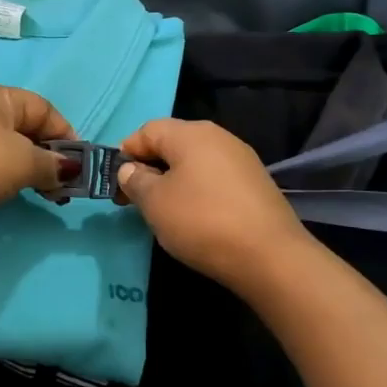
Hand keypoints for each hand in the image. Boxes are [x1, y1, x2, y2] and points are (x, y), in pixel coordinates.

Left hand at [0, 82, 77, 217]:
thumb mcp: (22, 164)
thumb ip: (51, 165)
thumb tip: (69, 169)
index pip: (44, 109)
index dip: (66, 135)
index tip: (76, 165)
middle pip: (22, 126)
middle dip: (44, 155)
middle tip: (56, 186)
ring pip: (0, 142)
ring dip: (22, 165)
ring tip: (32, 192)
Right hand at [114, 118, 309, 287]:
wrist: (270, 256)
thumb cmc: (201, 221)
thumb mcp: (155, 202)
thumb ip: (136, 180)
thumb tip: (130, 169)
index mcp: (190, 133)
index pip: (147, 130)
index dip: (126, 153)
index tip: (116, 184)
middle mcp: (218, 136)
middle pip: (172, 143)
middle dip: (149, 167)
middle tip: (135, 200)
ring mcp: (241, 159)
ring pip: (194, 161)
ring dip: (173, 181)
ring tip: (163, 211)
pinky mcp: (256, 183)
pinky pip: (215, 178)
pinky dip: (198, 191)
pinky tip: (195, 217)